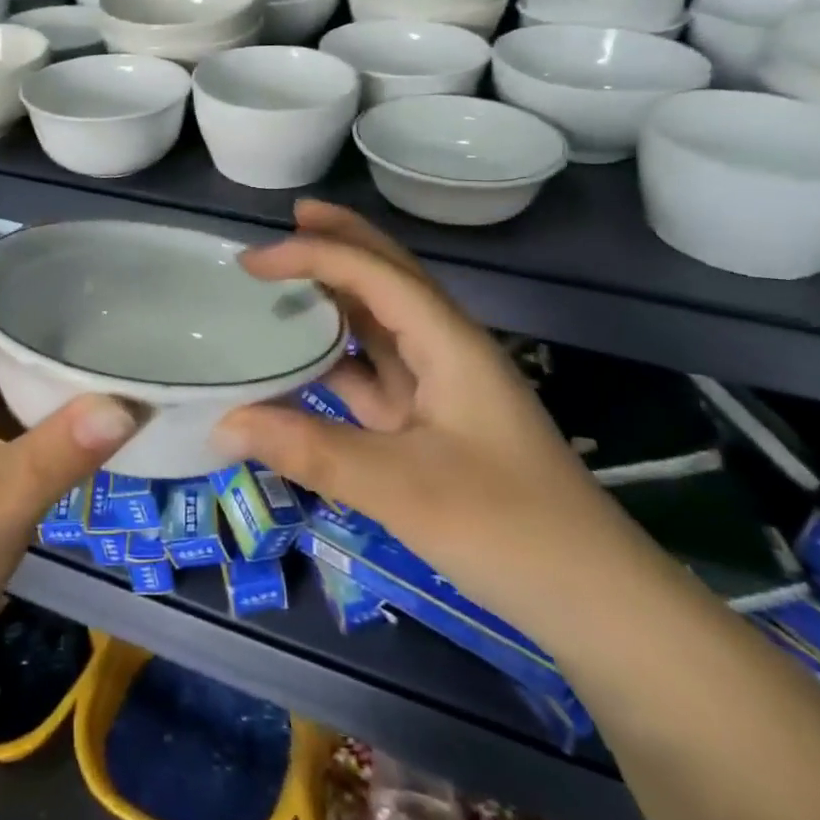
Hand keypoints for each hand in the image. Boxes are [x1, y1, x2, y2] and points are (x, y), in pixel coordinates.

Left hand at [0, 295, 134, 678]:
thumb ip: (63, 448)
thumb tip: (131, 401)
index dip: (20, 272)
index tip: (81, 260)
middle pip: (1, 335)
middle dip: (53, 316)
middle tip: (117, 301)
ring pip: (14, 380)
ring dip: (56, 365)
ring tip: (117, 342)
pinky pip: (22, 421)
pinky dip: (56, 410)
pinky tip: (98, 410)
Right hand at [212, 201, 625, 626]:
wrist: (595, 602)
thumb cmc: (507, 527)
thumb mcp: (401, 489)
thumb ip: (309, 450)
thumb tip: (224, 422)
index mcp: (448, 341)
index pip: (373, 273)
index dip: (311, 255)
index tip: (251, 261)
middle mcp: (445, 348)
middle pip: (388, 275)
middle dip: (341, 241)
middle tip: (291, 217)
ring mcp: (441, 386)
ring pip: (382, 321)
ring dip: (338, 293)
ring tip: (289, 275)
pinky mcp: (433, 422)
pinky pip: (376, 371)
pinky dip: (338, 356)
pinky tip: (306, 359)